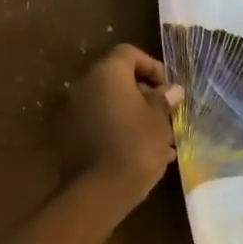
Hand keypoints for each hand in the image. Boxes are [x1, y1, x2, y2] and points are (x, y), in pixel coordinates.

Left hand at [68, 44, 181, 217]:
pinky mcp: (70, 135)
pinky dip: (119, 130)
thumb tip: (172, 89)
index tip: (169, 88)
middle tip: (166, 114)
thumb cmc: (136, 146)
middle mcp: (84, 86)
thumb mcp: (159, 121)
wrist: (100, 189)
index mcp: (106, 74)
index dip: (152, 66)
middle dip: (143, 93)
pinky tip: (142, 153)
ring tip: (160, 138)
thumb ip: (164, 100)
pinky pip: (99, 124)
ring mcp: (73, 112)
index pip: (128, 53)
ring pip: (109, 104)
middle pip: (116, 79)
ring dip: (133, 114)